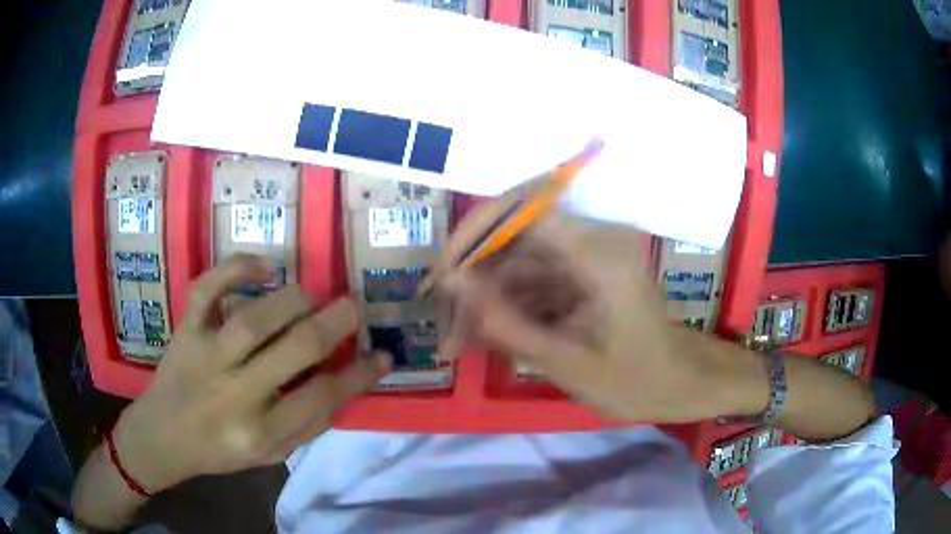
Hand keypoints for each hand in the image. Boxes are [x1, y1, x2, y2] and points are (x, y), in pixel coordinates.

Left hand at [112, 255, 389, 492]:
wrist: (162, 436)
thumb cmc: (220, 450)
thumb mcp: (269, 454)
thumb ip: (306, 423)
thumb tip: (345, 380)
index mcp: (261, 433)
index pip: (322, 400)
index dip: (359, 374)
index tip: (383, 355)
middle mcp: (236, 395)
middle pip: (295, 351)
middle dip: (334, 324)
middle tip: (353, 307)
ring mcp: (206, 356)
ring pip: (255, 318)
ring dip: (293, 300)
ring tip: (310, 295)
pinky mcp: (185, 330)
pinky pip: (207, 289)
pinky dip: (236, 268)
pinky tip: (264, 268)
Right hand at [434, 207, 762, 422]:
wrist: (679, 383)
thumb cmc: (637, 381)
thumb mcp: (570, 363)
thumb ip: (509, 323)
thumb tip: (454, 283)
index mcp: (601, 253)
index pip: (524, 208)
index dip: (476, 232)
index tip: (444, 273)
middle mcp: (593, 240)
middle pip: (514, 236)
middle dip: (473, 276)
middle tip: (445, 321)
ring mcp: (587, 256)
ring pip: (516, 261)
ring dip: (485, 298)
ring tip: (458, 343)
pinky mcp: (581, 273)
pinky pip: (531, 280)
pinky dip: (506, 307)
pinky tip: (485, 340)